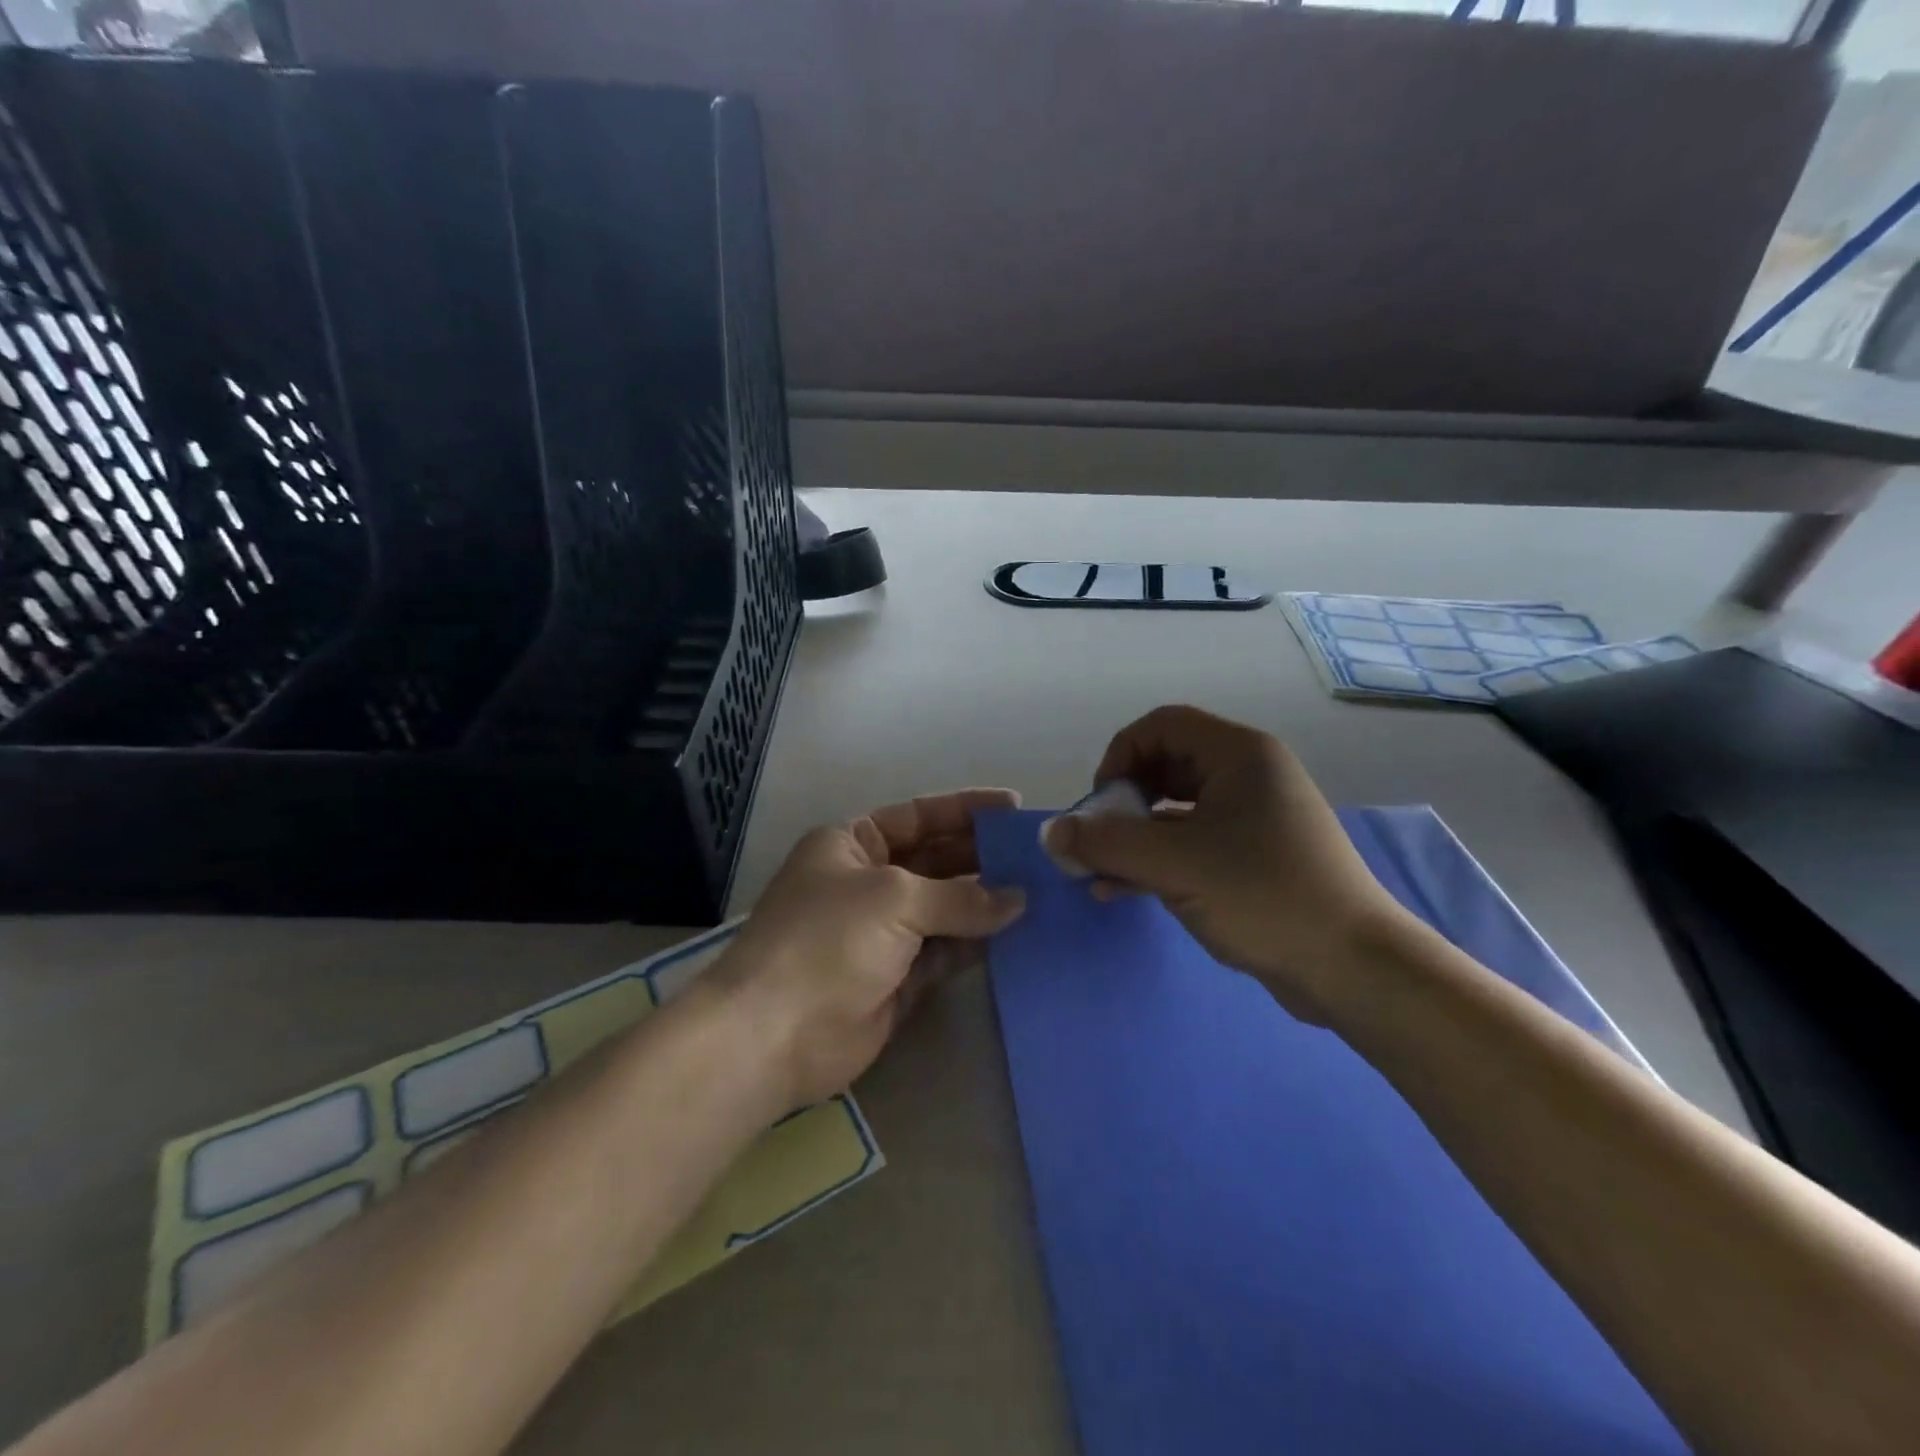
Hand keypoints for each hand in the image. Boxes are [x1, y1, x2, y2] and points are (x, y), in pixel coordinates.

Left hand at [713, 789, 1027, 1110]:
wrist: (775, 1034)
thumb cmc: (828, 940)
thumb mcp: (895, 899)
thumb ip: (959, 897)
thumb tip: (1017, 899)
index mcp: (852, 844)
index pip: (918, 815)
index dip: (965, 809)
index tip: (1014, 808)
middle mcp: (868, 882)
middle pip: (935, 860)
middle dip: (982, 857)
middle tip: (1037, 857)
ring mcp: (882, 933)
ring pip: (944, 909)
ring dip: (986, 903)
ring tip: (1040, 893)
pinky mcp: (897, 979)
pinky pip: (945, 953)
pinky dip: (976, 945)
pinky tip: (1016, 936)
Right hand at [1041, 705, 1414, 1021]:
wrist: (1352, 966)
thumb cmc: (1263, 895)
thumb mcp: (1174, 865)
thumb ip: (1106, 843)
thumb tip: (1051, 832)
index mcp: (1239, 754)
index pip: (1161, 726)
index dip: (1119, 755)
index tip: (1099, 804)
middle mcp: (1248, 775)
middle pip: (1165, 765)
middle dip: (1122, 802)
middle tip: (1098, 840)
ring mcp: (1254, 817)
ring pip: (1176, 809)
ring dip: (1134, 837)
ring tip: (1099, 874)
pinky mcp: (1255, 856)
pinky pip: (1193, 842)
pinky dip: (1158, 859)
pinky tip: (1124, 891)